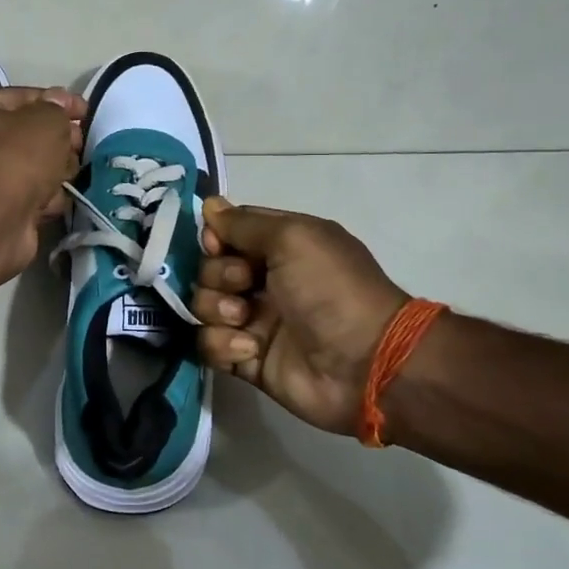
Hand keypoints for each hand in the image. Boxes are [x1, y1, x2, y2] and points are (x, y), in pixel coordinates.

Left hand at [0, 86, 85, 275]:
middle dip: (59, 139)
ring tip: (68, 174)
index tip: (86, 112)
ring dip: (56, 169)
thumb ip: (57, 109)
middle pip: (27, 133)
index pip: (21, 96)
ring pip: (32, 166)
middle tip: (79, 145)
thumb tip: (58, 105)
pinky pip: (30, 194)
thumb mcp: (45, 121)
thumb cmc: (14, 159)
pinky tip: (53, 201)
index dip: (57, 101)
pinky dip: (45, 197)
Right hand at [195, 198, 408, 436]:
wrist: (363, 363)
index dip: (215, 237)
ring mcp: (255, 320)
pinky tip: (250, 350)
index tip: (217, 245)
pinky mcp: (247, 358)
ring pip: (204, 306)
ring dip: (217, 310)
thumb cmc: (330, 290)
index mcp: (282, 247)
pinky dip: (223, 345)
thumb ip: (245, 223)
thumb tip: (209, 205)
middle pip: (210, 268)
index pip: (230, 231)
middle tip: (244, 285)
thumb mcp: (293, 238)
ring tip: (245, 321)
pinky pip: (209, 345)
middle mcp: (265, 280)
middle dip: (218, 275)